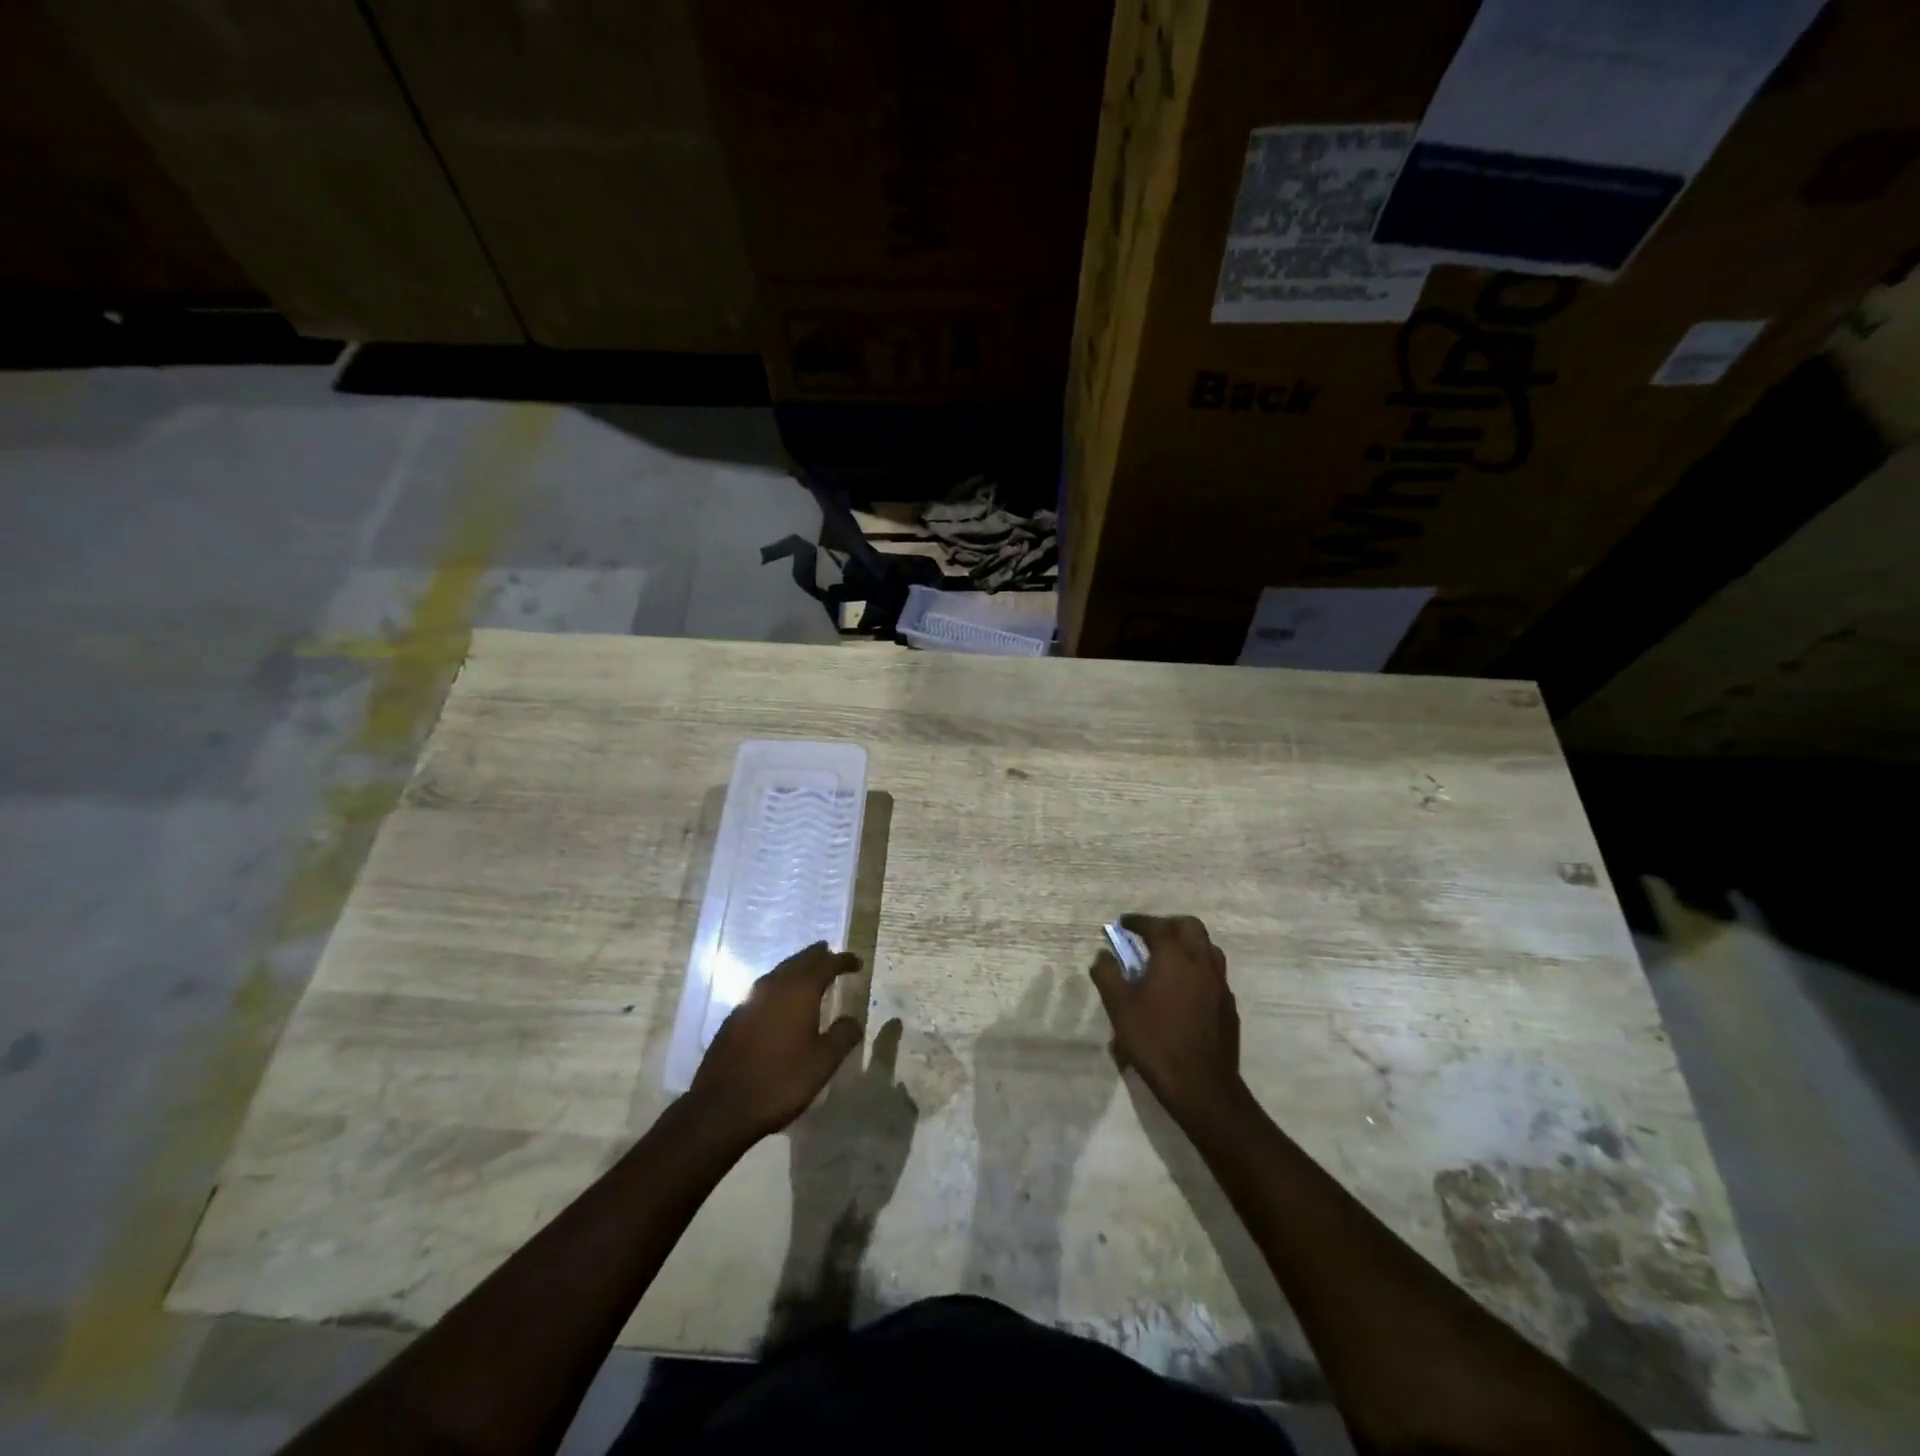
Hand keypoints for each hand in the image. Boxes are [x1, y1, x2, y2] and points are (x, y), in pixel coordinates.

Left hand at [689, 942, 863, 1141]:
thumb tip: (853, 1019)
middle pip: (799, 961)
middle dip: (817, 957)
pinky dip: (779, 986)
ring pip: (779, 973)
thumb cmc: (780, 1081)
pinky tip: (780, 1001)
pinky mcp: (734, 1017)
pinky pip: (763, 989)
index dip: (842, 960)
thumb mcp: (822, 1063)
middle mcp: (774, 986)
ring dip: (796, 969)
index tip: (856, 962)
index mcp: (799, 991)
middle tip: (830, 953)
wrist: (722, 1107)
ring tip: (808, 972)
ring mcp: (750, 1000)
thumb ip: (842, 1036)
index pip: (825, 964)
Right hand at [1090, 914, 1247, 1126]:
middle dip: (1167, 925)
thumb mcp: (1119, 1007)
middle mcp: (1201, 961)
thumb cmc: (1156, 1041)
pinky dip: (1197, 967)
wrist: (1202, 1086)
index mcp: (1175, 956)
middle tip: (1147, 936)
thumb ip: (1108, 974)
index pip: (1156, 926)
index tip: (1123, 923)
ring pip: (1207, 948)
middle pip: (1189, 926)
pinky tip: (1183, 988)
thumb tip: (1104, 955)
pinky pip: (1213, 972)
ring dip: (1186, 944)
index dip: (1138, 921)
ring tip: (1166, 958)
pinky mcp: (1228, 1004)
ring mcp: (1219, 983)